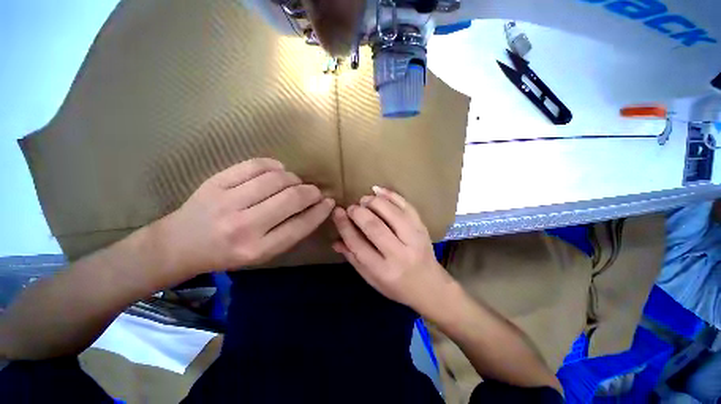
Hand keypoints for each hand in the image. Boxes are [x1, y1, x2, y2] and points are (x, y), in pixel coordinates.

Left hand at [158, 158, 334, 275]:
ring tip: (294, 183)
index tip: (329, 202)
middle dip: (311, 192)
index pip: (301, 225)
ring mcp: (227, 201)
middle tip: (315, 192)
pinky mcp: (216, 182)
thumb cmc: (228, 253)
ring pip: (277, 179)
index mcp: (258, 249)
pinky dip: (274, 166)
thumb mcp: (263, 254)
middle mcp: (244, 226)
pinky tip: (278, 171)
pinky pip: (255, 165)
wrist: (180, 244)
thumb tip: (315, 208)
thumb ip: (290, 232)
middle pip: (292, 199)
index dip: (320, 211)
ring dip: (294, 179)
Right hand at [332, 187, 453, 310]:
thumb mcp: (371, 279)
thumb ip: (353, 258)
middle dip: (359, 212)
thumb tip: (335, 240)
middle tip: (351, 207)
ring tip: (364, 200)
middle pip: (375, 226)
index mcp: (383, 271)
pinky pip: (407, 206)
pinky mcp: (422, 228)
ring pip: (392, 213)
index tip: (337, 212)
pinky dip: (391, 195)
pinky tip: (378, 190)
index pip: (358, 244)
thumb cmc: (397, 286)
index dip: (345, 225)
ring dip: (374, 202)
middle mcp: (400, 254)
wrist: (431, 287)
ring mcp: (415, 239)